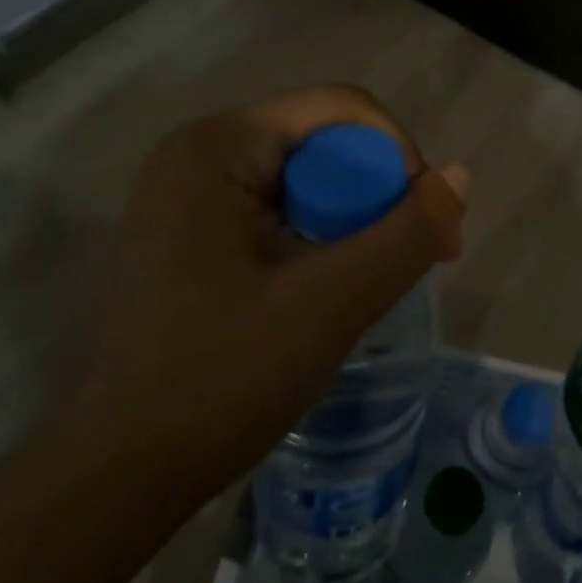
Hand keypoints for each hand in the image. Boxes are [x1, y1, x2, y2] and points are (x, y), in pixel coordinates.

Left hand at [63, 85, 469, 501]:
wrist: (120, 473)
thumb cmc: (221, 380)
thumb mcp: (332, 302)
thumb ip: (406, 233)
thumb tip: (460, 175)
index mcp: (218, 146)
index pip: (341, 109)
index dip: (400, 155)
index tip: (429, 225)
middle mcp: (197, 152)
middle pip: (324, 141)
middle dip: (378, 193)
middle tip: (413, 260)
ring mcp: (188, 192)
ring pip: (306, 178)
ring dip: (353, 219)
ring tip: (374, 279)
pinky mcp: (189, 231)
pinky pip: (279, 208)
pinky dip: (319, 236)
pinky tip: (329, 285)